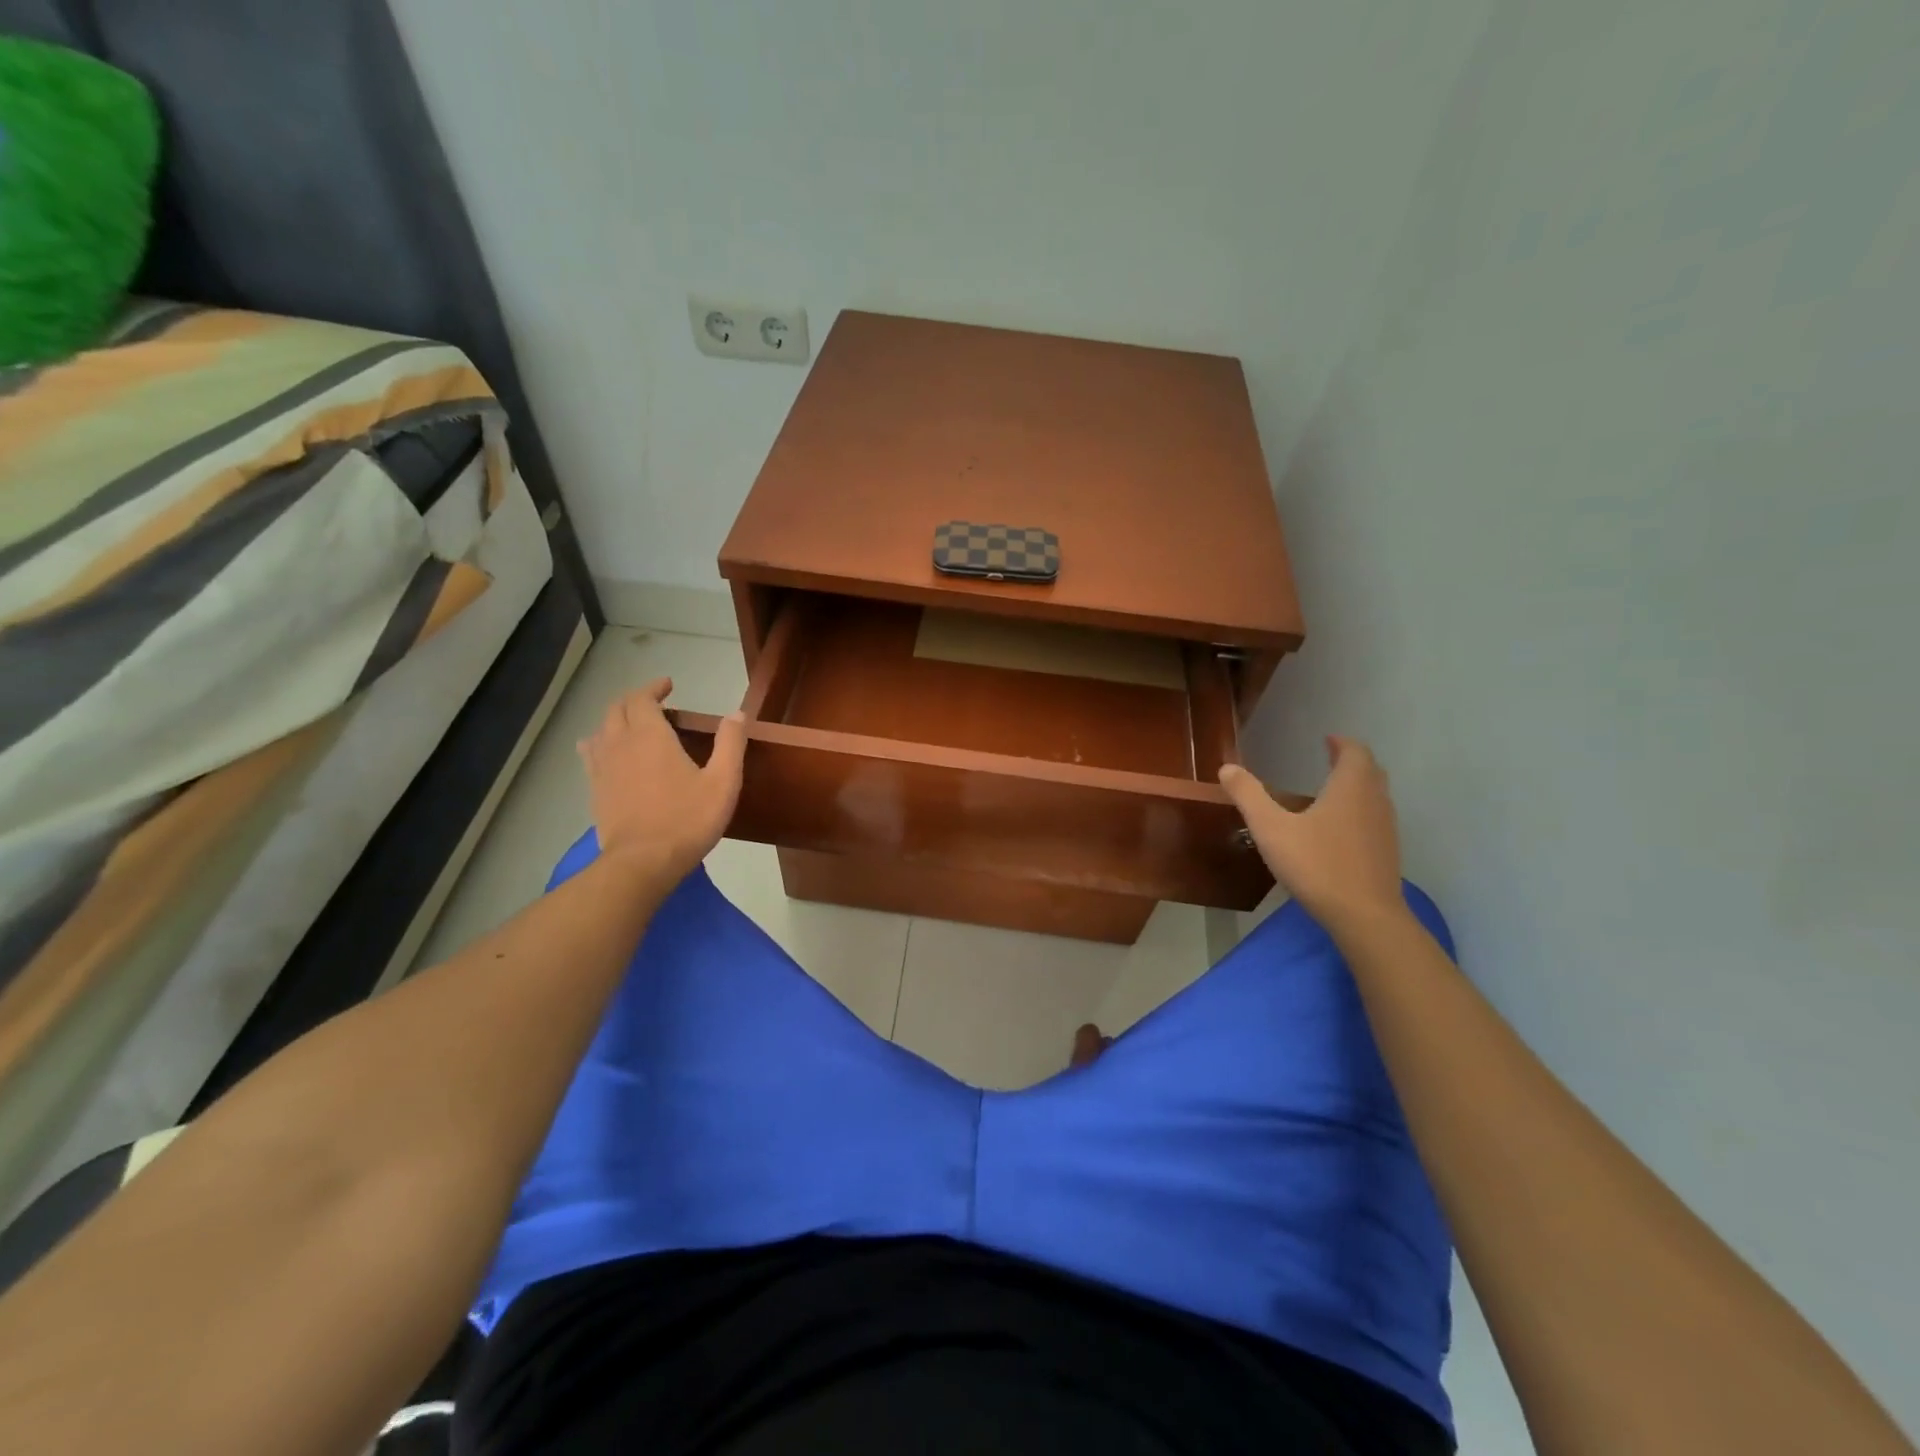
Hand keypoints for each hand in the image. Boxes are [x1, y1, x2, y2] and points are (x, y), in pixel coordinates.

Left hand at [578, 679, 746, 881]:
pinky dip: (600, 744)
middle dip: (634, 699)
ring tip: (632, 726)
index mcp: (650, 736)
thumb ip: (731, 744)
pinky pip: (590, 755)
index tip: (669, 685)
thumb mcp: (723, 782)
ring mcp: (602, 768)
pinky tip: (609, 755)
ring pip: (600, 730)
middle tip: (654, 703)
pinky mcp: (594, 790)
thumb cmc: (687, 819)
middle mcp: (620, 743)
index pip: (642, 698)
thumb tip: (737, 713)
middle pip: (616, 708)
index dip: (654, 688)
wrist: (642, 862)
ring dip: (615, 720)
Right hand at [1218, 737, 1403, 932]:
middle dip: (1351, 762)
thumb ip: (1248, 796)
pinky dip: (1359, 812)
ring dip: (1357, 787)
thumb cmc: (1317, 864)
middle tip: (1330, 758)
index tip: (1328, 740)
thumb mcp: (1271, 828)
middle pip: (1370, 772)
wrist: (1365, 916)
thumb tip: (1227, 768)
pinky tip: (1338, 830)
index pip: (1355, 752)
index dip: (1342, 743)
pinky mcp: (1386, 854)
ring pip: (1375, 797)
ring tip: (1332, 792)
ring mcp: (1385, 830)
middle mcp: (1374, 802)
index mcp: (1350, 788)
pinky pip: (1374, 820)